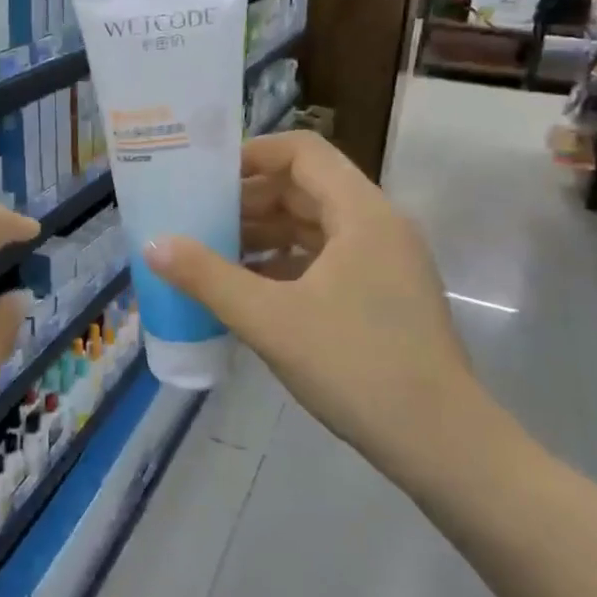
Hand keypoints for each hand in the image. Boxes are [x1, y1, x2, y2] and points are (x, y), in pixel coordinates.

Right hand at [146, 131, 481, 486]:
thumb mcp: (271, 320)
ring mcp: (385, 262)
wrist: (442, 444)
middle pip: (306, 188)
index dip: (252, 155)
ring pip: (315, 227)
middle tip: (198, 218)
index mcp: (361, 213)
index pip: (302, 152)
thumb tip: (154, 245)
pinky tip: (250, 288)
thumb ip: (208, 278)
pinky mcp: (384, 295)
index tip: (206, 177)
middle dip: (250, 199)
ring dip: (265, 233)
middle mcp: (378, 225)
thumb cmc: (356, 366)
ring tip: (213, 253)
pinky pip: (326, 260)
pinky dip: (286, 263)